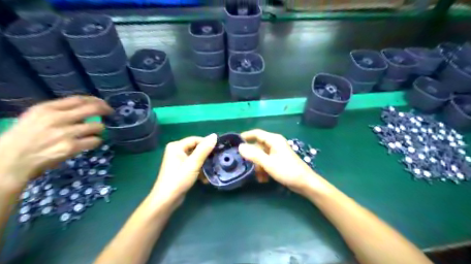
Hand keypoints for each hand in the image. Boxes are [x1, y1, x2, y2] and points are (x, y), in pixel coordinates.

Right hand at [0, 95, 110, 192]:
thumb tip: (86, 106)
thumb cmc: (25, 137)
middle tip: (111, 113)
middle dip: (106, 110)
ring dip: (99, 129)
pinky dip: (96, 141)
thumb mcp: (37, 116)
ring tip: (93, 132)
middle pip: (92, 109)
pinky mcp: (71, 147)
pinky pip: (95, 141)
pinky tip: (89, 143)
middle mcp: (57, 118)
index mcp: (47, 109)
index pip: (79, 99)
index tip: (103, 103)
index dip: (96, 100)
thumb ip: (60, 110)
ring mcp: (65, 133)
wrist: (11, 160)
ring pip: (98, 126)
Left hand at [150, 134, 216, 203]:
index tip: (219, 150)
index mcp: (176, 146)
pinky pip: (193, 165)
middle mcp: (176, 151)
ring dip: (204, 165)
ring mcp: (178, 160)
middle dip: (206, 156)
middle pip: (196, 148)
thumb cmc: (179, 179)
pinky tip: (204, 179)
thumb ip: (204, 149)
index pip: (196, 139)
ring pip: (196, 158)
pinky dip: (199, 170)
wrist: (167, 199)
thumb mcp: (194, 163)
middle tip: (217, 160)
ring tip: (212, 170)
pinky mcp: (180, 169)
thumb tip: (214, 135)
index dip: (207, 144)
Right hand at [240, 129, 327, 194]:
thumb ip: (253, 155)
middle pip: (257, 146)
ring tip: (258, 176)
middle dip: (252, 157)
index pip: (256, 133)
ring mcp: (276, 153)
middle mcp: (274, 144)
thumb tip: (240, 147)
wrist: (304, 183)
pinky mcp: (278, 161)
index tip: (234, 143)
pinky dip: (263, 169)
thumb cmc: (287, 171)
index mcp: (273, 140)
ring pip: (261, 156)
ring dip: (258, 166)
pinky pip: (266, 162)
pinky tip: (263, 179)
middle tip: (243, 165)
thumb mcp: (268, 163)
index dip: (245, 137)